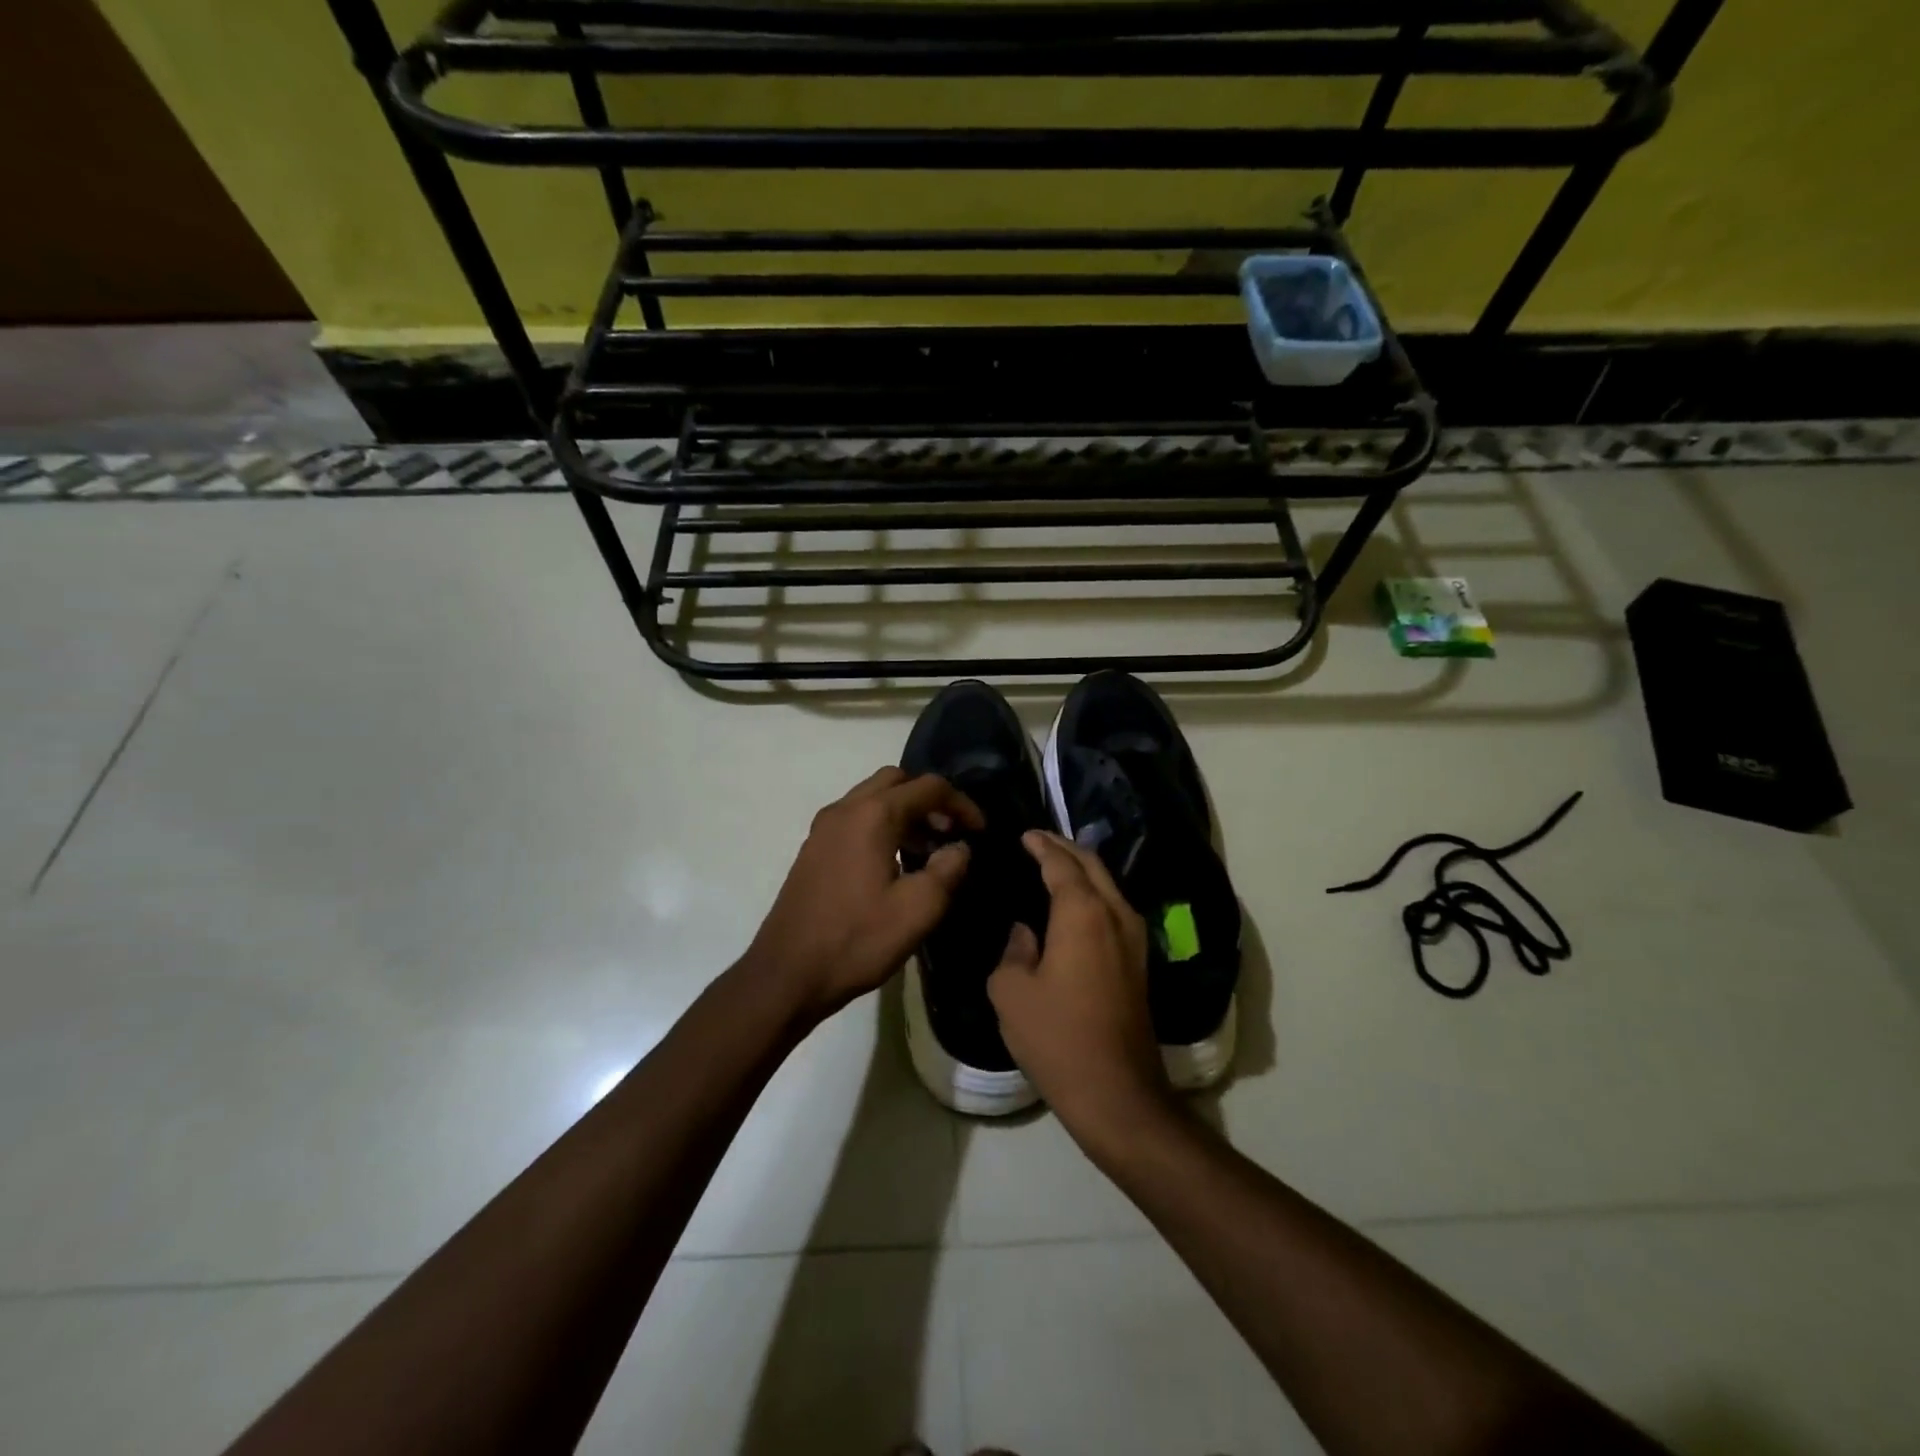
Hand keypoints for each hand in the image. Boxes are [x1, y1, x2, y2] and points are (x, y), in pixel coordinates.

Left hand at [746, 767, 982, 1019]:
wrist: (786, 974)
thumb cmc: (856, 940)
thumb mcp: (917, 910)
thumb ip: (948, 870)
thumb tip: (960, 848)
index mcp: (872, 815)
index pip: (928, 787)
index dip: (961, 804)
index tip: (980, 831)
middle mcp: (845, 809)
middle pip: (896, 781)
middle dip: (929, 800)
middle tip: (950, 834)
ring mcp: (823, 828)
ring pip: (873, 798)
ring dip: (905, 813)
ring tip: (928, 852)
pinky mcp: (814, 849)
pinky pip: (856, 819)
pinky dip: (882, 826)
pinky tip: (894, 864)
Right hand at [988, 831, 1173, 1144]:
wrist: (1117, 1091)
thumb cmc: (1057, 1037)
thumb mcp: (1012, 992)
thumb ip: (1014, 950)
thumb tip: (1026, 933)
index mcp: (1082, 913)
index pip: (1060, 863)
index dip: (1041, 845)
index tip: (1024, 834)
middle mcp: (1114, 914)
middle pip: (1092, 864)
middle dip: (1065, 848)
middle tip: (1038, 841)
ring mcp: (1134, 937)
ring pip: (1108, 884)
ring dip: (1082, 868)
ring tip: (1054, 865)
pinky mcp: (1139, 960)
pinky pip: (1114, 907)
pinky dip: (1093, 892)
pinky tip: (1074, 904)